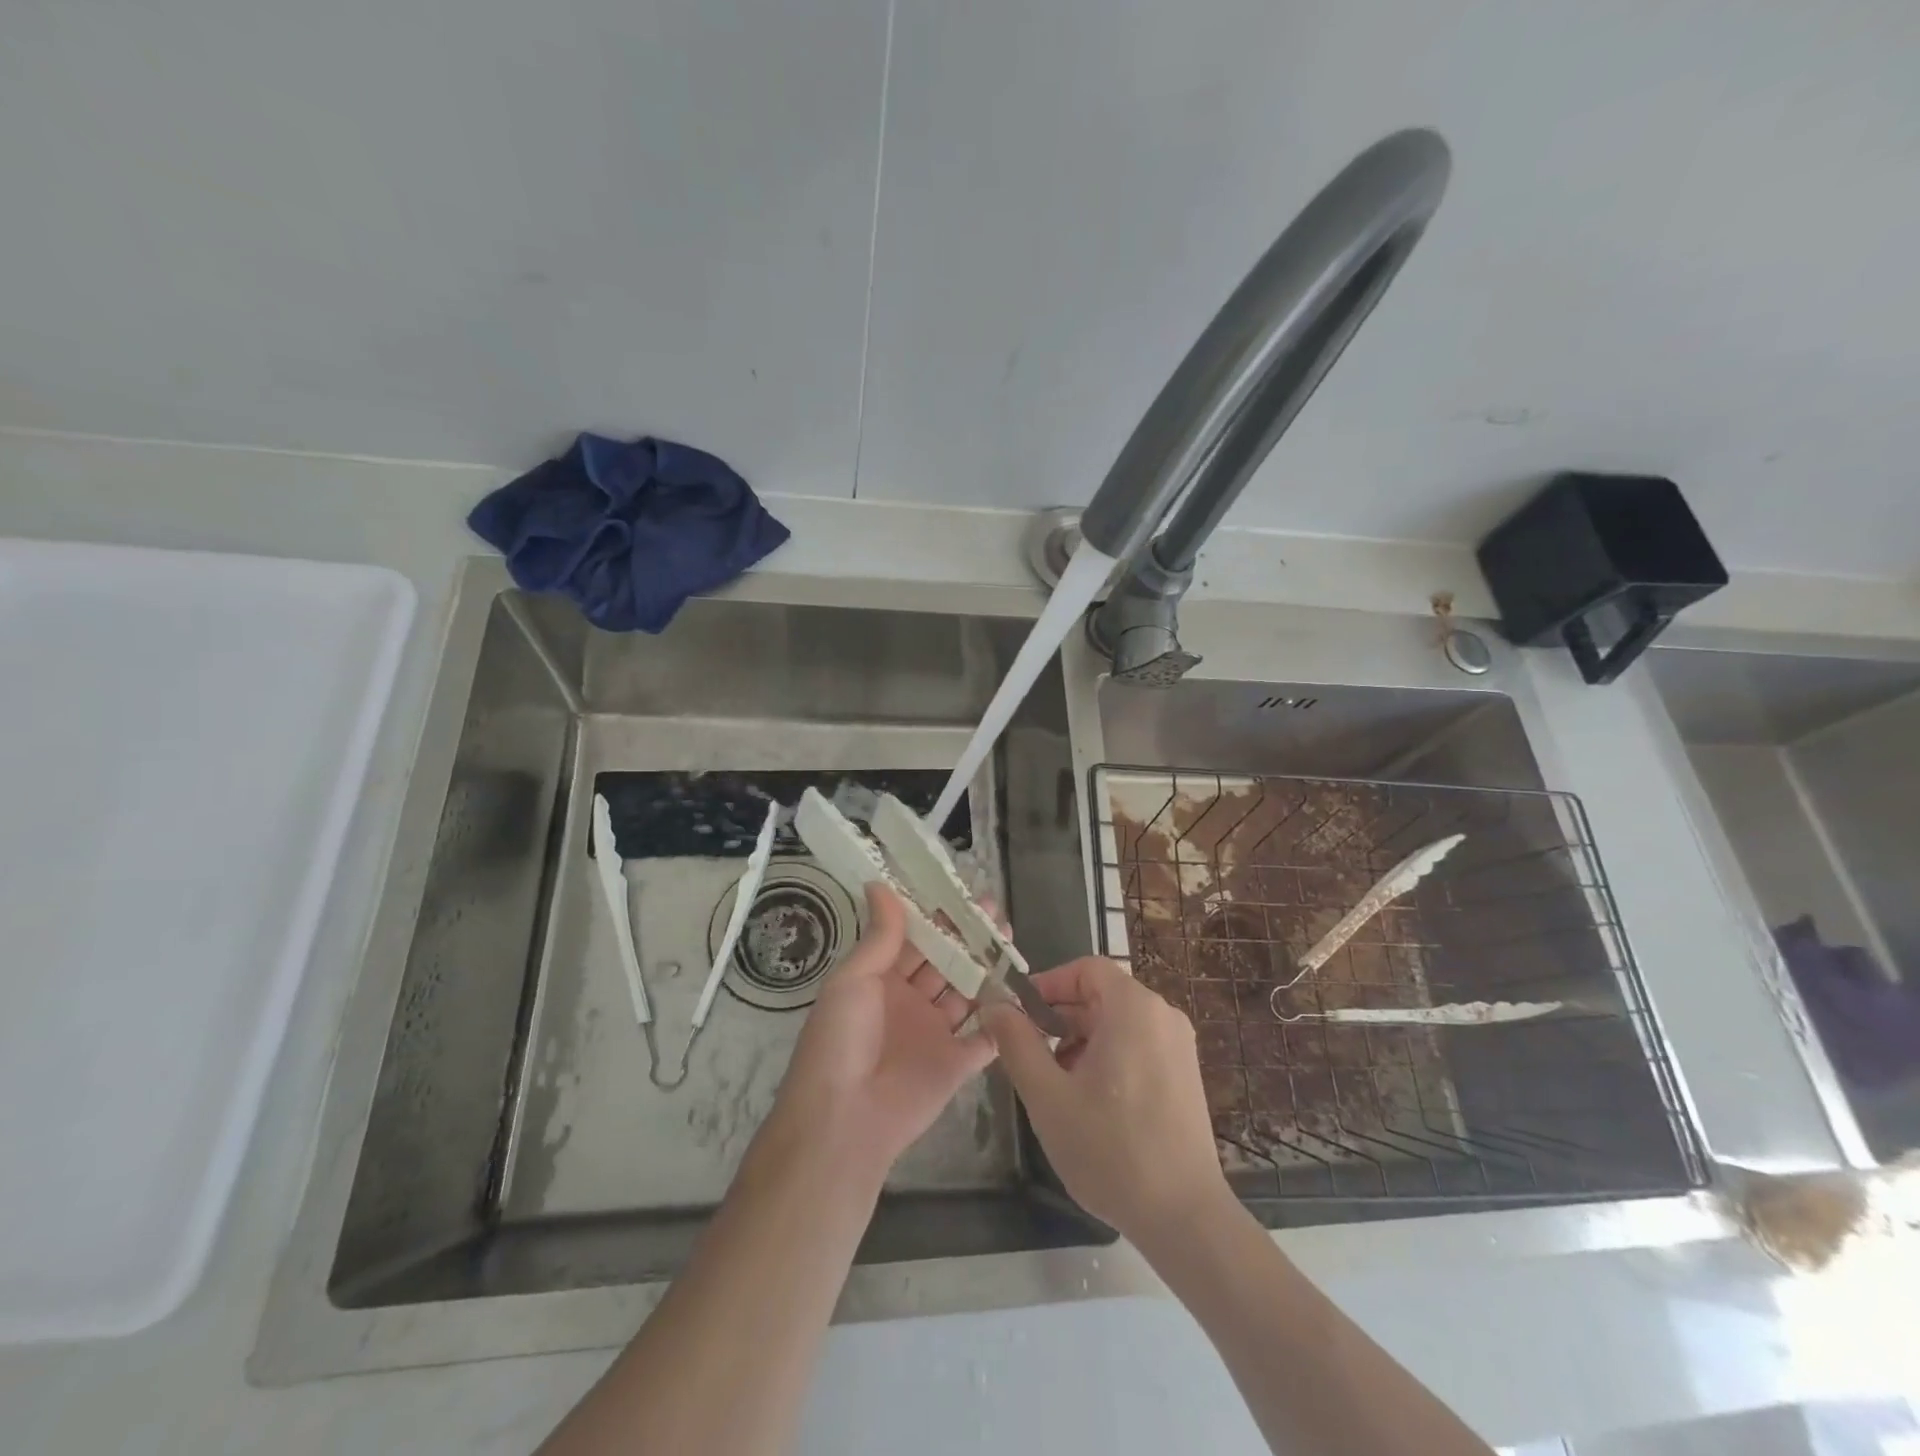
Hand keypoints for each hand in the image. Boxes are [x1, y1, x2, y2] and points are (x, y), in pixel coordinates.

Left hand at [765, 882, 996, 1182]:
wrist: (844, 1121)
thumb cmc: (841, 1040)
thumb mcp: (853, 980)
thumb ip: (880, 936)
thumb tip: (880, 883)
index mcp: (881, 980)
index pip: (913, 939)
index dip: (936, 916)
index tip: (960, 889)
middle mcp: (910, 1002)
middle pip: (944, 961)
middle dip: (967, 936)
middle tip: (994, 908)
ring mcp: (936, 1033)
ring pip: (967, 992)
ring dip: (987, 967)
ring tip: (1010, 937)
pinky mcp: (958, 1063)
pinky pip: (986, 1036)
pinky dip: (1003, 1017)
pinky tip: (1021, 991)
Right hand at [982, 957, 1230, 1248]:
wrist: (1184, 1217)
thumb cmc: (1110, 1149)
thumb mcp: (1048, 1096)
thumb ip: (1016, 1043)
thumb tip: (995, 1005)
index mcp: (1133, 1008)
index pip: (1086, 968)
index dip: (1048, 983)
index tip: (1020, 1014)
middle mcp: (1162, 1015)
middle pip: (1101, 994)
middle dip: (1061, 1017)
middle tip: (1030, 1053)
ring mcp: (1179, 1045)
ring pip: (1117, 1021)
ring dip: (1081, 1039)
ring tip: (1056, 1083)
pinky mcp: (1185, 1073)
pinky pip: (1137, 1043)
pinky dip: (1107, 1055)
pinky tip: (1089, 1099)